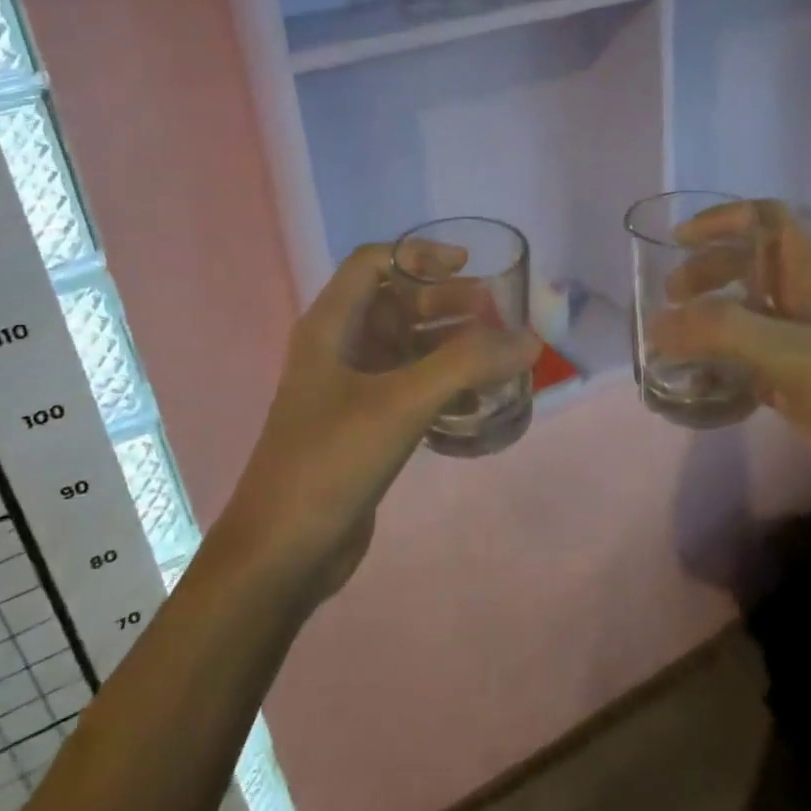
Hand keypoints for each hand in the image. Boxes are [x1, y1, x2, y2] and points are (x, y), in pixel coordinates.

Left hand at [219, 244, 539, 599]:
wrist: (282, 555)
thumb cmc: (331, 461)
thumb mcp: (401, 403)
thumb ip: (466, 365)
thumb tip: (528, 339)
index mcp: (331, 326)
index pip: (373, 263)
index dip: (419, 255)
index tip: (467, 264)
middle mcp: (338, 348)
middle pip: (396, 303)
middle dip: (445, 302)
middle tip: (496, 313)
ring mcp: (349, 389)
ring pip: (406, 347)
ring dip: (450, 345)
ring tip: (497, 356)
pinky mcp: (363, 425)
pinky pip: (409, 388)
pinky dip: (443, 386)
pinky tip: (476, 404)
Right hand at [651, 200, 810, 540]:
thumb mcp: (792, 353)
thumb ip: (722, 330)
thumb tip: (657, 324)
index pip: (767, 220)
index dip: (722, 219)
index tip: (678, 239)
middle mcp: (809, 300)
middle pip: (749, 264)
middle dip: (706, 271)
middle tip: (671, 298)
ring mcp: (806, 343)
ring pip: (746, 311)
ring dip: (708, 317)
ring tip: (673, 337)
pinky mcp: (800, 383)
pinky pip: (748, 359)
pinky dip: (718, 362)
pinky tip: (696, 383)